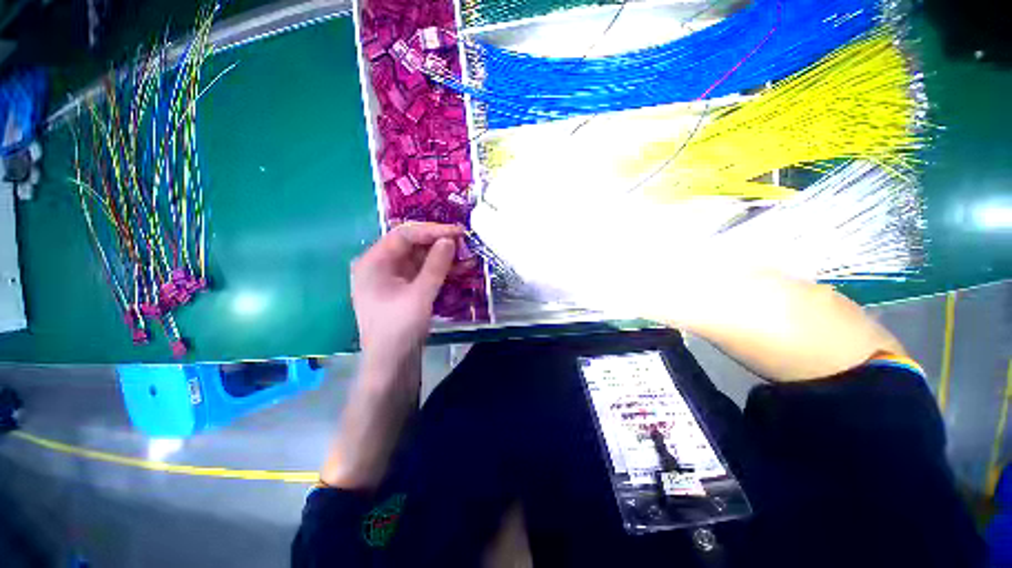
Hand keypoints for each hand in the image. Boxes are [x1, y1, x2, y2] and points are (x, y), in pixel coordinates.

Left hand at [351, 222, 462, 375]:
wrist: (391, 364)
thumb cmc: (399, 328)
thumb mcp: (420, 294)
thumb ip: (436, 265)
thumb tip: (449, 240)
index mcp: (373, 262)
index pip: (404, 235)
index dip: (432, 231)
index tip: (458, 232)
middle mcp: (380, 266)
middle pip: (412, 245)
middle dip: (439, 244)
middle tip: (464, 243)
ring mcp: (392, 278)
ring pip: (420, 259)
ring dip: (443, 258)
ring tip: (467, 257)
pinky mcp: (403, 289)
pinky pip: (422, 273)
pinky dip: (440, 271)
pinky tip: (459, 270)